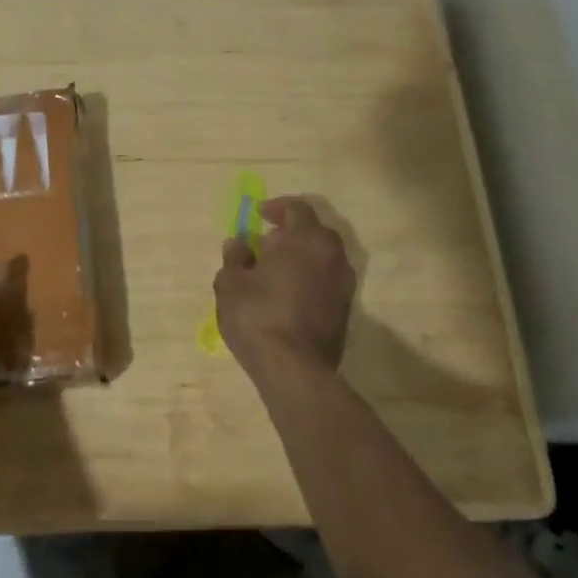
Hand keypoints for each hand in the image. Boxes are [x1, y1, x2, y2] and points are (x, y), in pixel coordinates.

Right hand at [214, 195, 356, 380]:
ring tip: (277, 270)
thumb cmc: (258, 316)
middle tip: (268, 242)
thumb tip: (239, 244)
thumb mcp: (231, 283)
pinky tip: (290, 294)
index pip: (298, 208)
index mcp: (305, 239)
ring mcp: (343, 284)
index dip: (278, 207)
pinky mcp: (346, 310)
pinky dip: (312, 278)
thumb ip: (235, 258)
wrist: (295, 369)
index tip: (259, 215)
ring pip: (325, 257)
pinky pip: (328, 280)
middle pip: (316, 231)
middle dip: (293, 231)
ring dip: (304, 256)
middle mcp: (331, 255)